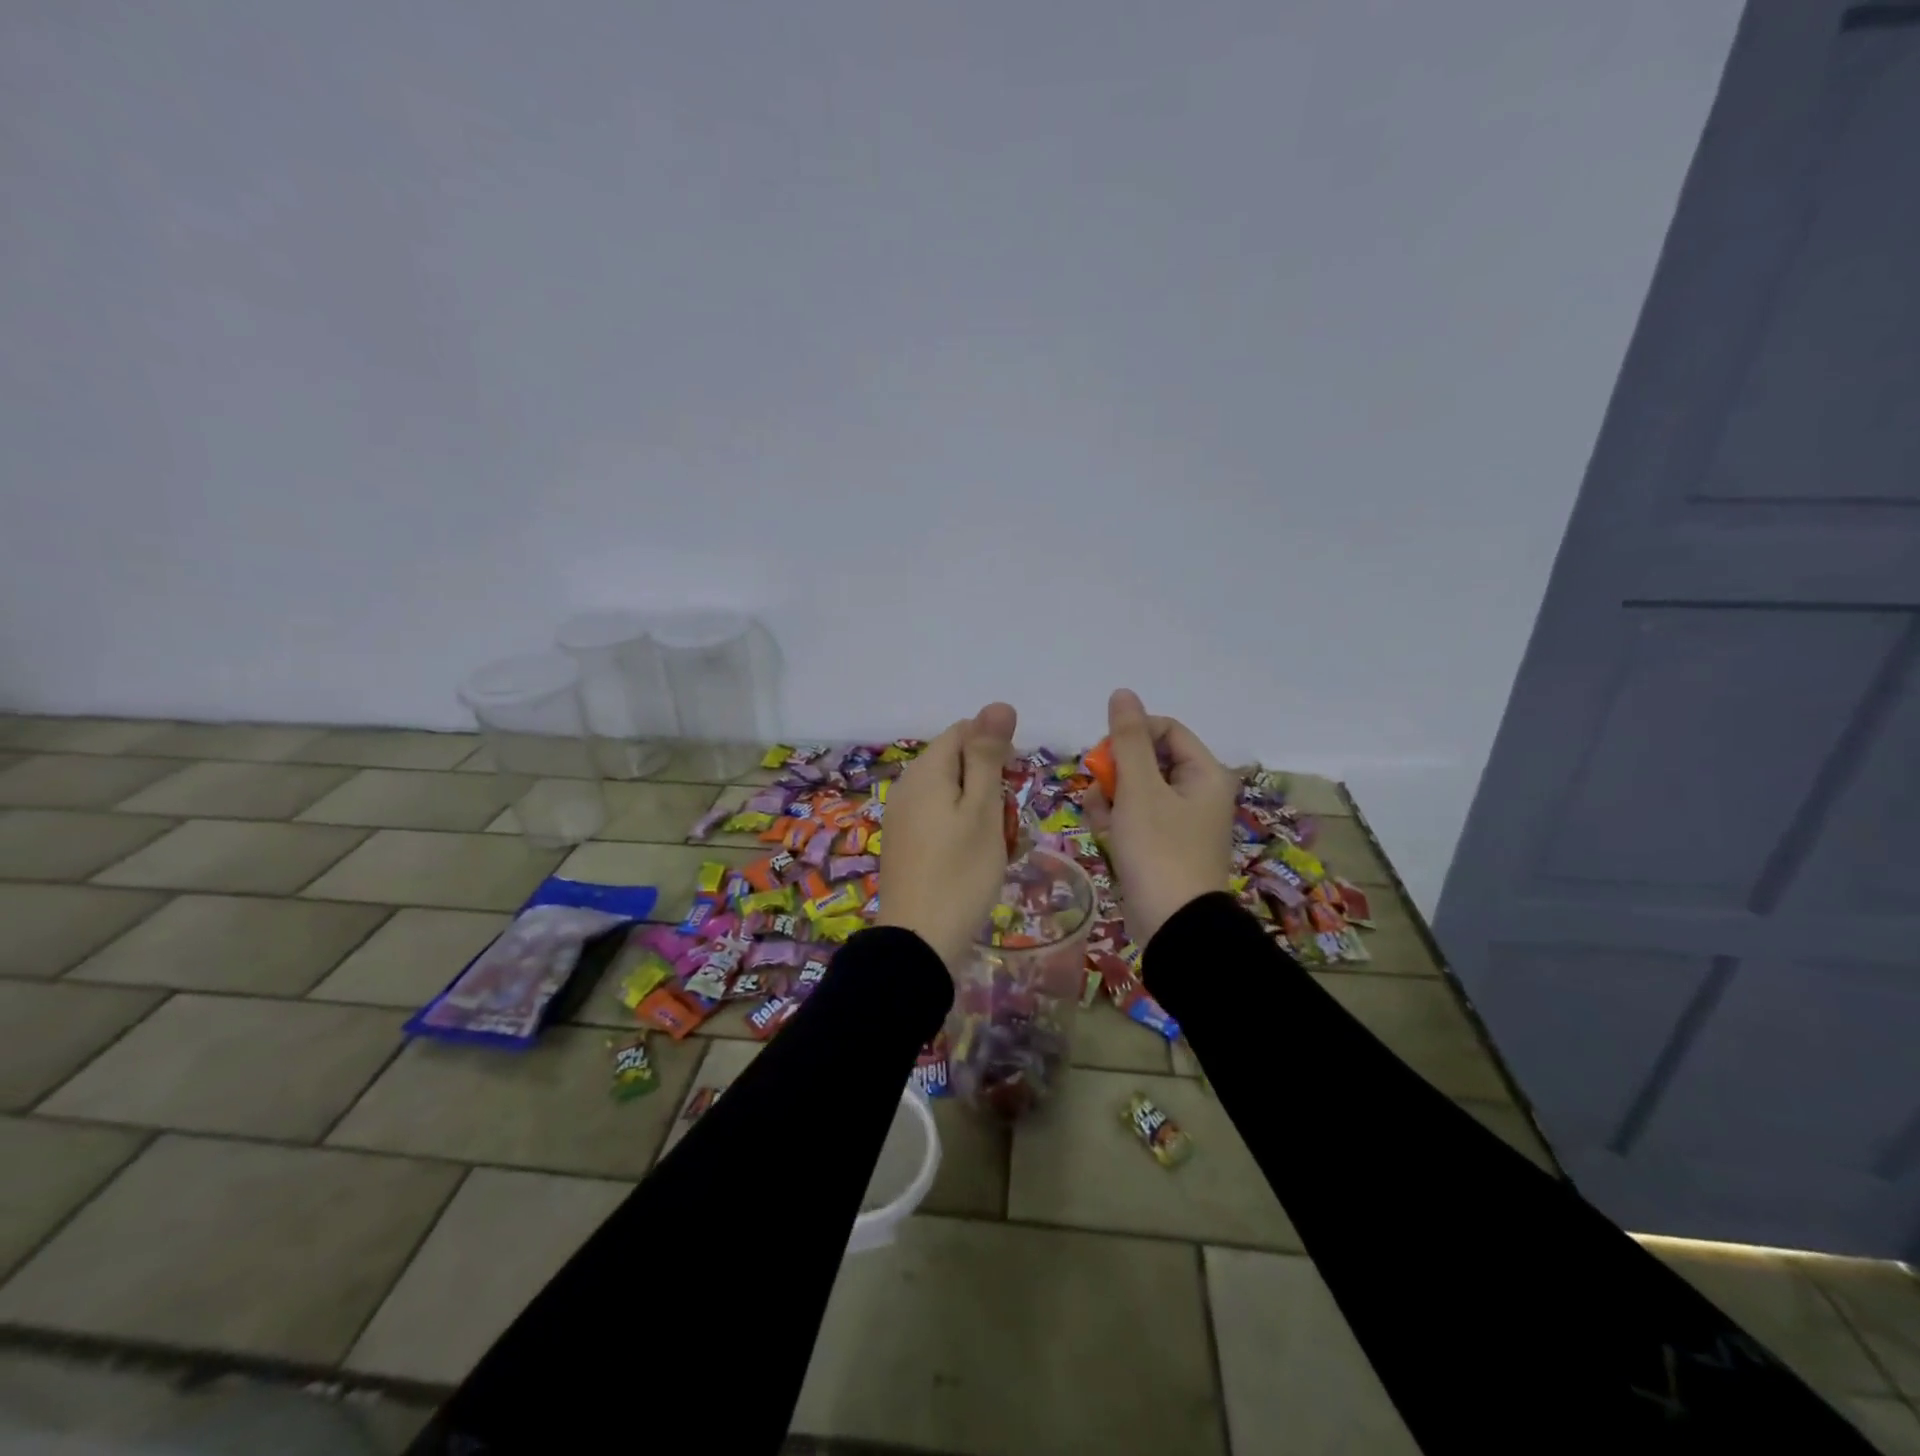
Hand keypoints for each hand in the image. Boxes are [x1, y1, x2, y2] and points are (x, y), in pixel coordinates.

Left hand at [877, 702, 1017, 969]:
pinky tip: (977, 859)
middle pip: (957, 762)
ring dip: (981, 811)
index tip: (1013, 785)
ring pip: (951, 794)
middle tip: (1009, 823)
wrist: (919, 941)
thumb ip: (988, 755)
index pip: (964, 731)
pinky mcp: (904, 843)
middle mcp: (907, 786)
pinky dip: (963, 830)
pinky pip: (940, 819)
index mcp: (925, 770)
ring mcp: (902, 816)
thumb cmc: (961, 872)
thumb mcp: (983, 809)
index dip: (995, 749)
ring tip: (999, 846)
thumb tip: (998, 704)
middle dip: (989, 783)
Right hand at [1083, 688, 1238, 943]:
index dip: (1132, 734)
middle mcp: (1196, 792)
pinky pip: (1134, 817)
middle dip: (1116, 772)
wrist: (1172, 926)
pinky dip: (1116, 821)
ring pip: (1135, 789)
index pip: (1166, 729)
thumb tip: (1122, 693)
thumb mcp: (1139, 789)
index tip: (1107, 753)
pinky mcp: (1161, 846)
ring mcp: (1179, 822)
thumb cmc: (1159, 850)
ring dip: (1110, 797)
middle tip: (1101, 788)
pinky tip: (1104, 835)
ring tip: (1101, 818)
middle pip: (1147, 759)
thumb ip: (1128, 739)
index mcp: (1204, 773)